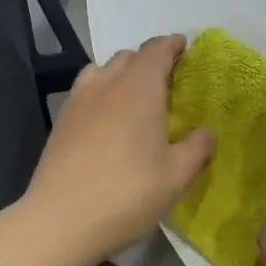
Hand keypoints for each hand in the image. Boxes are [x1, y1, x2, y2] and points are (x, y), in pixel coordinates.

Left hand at [24, 34, 214, 261]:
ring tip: (134, 96)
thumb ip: (197, 148)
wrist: (59, 221)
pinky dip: (101, 92)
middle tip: (167, 81)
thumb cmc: (127, 193)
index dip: (172, 45)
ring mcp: (79, 100)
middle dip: (149, 60)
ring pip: (102, 70)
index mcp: (140, 87)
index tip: (185, 48)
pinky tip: (106, 119)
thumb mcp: (176, 176)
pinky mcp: (61, 121)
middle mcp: (107, 83)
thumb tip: (206, 132)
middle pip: (129, 56)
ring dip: (121, 73)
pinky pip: (85, 91)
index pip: (157, 49)